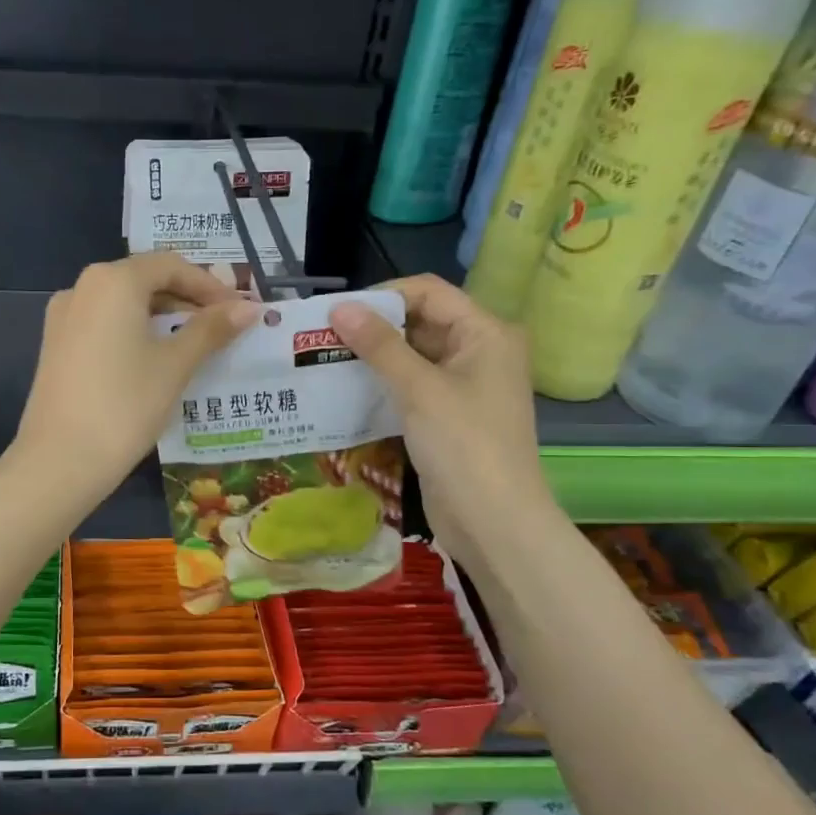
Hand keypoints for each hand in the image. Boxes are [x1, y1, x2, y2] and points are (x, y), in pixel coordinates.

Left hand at [13, 253, 257, 499]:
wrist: (59, 461)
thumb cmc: (125, 406)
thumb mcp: (175, 365)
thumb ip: (210, 330)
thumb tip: (249, 308)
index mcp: (113, 281)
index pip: (171, 265)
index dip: (210, 286)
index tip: (239, 311)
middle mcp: (82, 287)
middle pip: (145, 279)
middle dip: (187, 298)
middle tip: (223, 326)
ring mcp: (63, 316)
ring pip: (123, 302)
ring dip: (162, 315)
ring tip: (196, 342)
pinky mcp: (56, 345)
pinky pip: (104, 323)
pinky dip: (135, 330)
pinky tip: (155, 357)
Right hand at [329, 275, 554, 556]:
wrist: (493, 522)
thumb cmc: (464, 445)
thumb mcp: (419, 389)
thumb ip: (379, 345)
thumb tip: (339, 308)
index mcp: (486, 333)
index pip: (428, 292)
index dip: (382, 296)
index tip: (336, 313)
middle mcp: (478, 351)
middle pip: (420, 322)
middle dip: (373, 327)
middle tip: (322, 337)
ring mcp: (463, 386)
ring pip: (412, 356)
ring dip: (372, 357)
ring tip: (325, 359)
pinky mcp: (447, 415)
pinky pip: (411, 386)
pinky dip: (382, 384)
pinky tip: (345, 389)